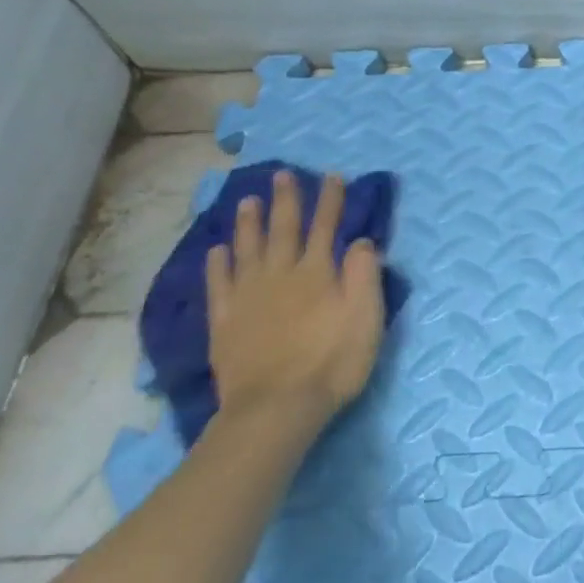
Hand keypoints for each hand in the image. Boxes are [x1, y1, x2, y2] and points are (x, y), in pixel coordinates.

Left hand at [205, 170, 385, 433]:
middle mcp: (280, 275)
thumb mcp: (366, 318)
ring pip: (247, 249)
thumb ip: (364, 275)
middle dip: (286, 201)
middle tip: (282, 175)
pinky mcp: (226, 321)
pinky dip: (218, 265)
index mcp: (317, 273)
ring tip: (247, 200)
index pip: (326, 227)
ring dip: (249, 223)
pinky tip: (217, 251)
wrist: (276, 408)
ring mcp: (248, 297)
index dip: (330, 201)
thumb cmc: (332, 362)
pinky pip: (219, 284)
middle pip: (283, 230)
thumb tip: (361, 241)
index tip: (331, 176)